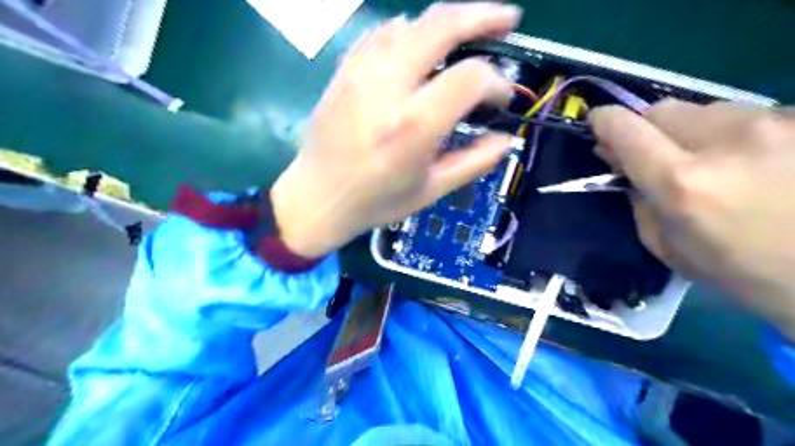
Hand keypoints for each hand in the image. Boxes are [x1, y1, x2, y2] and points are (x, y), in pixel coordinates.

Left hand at [274, 3, 522, 259]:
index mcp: (413, 126)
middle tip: (508, 19)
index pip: (470, 77)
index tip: (501, 100)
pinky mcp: (344, 72)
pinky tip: (420, 43)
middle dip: (482, 15)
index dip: (496, 83)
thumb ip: (473, 162)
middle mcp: (387, 90)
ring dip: (447, 21)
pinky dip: (409, 32)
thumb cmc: (375, 201)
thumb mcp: (430, 190)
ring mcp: (360, 74)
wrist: (316, 198)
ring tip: (469, 30)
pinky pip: (381, 35)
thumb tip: (506, 140)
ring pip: (411, 24)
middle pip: (441, 26)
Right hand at [592, 100, 794, 337]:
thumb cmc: (741, 271)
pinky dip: (731, 133)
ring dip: (691, 131)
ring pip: (705, 108)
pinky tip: (751, 161)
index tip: (598, 126)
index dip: (604, 122)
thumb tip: (620, 162)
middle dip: (647, 129)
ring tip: (712, 161)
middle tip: (654, 153)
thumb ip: (636, 198)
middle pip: (661, 110)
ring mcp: (776, 124)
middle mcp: (725, 141)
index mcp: (682, 183)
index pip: (626, 129)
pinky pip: (746, 114)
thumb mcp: (666, 245)